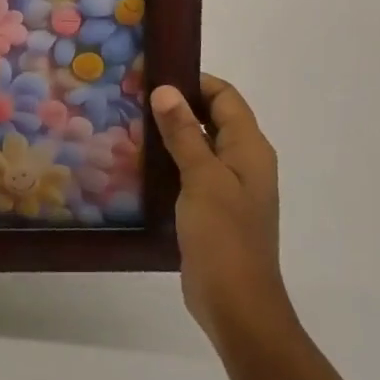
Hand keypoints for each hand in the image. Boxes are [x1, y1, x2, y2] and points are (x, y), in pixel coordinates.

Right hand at [149, 76, 290, 348]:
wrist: (236, 305)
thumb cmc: (224, 236)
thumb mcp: (202, 178)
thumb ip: (185, 133)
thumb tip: (166, 90)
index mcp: (250, 149)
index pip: (225, 96)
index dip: (194, 81)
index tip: (154, 74)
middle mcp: (243, 162)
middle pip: (212, 118)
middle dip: (177, 105)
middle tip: (133, 96)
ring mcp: (228, 188)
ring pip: (199, 145)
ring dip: (171, 133)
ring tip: (129, 122)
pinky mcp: (212, 209)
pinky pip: (191, 172)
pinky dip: (170, 161)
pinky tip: (139, 162)